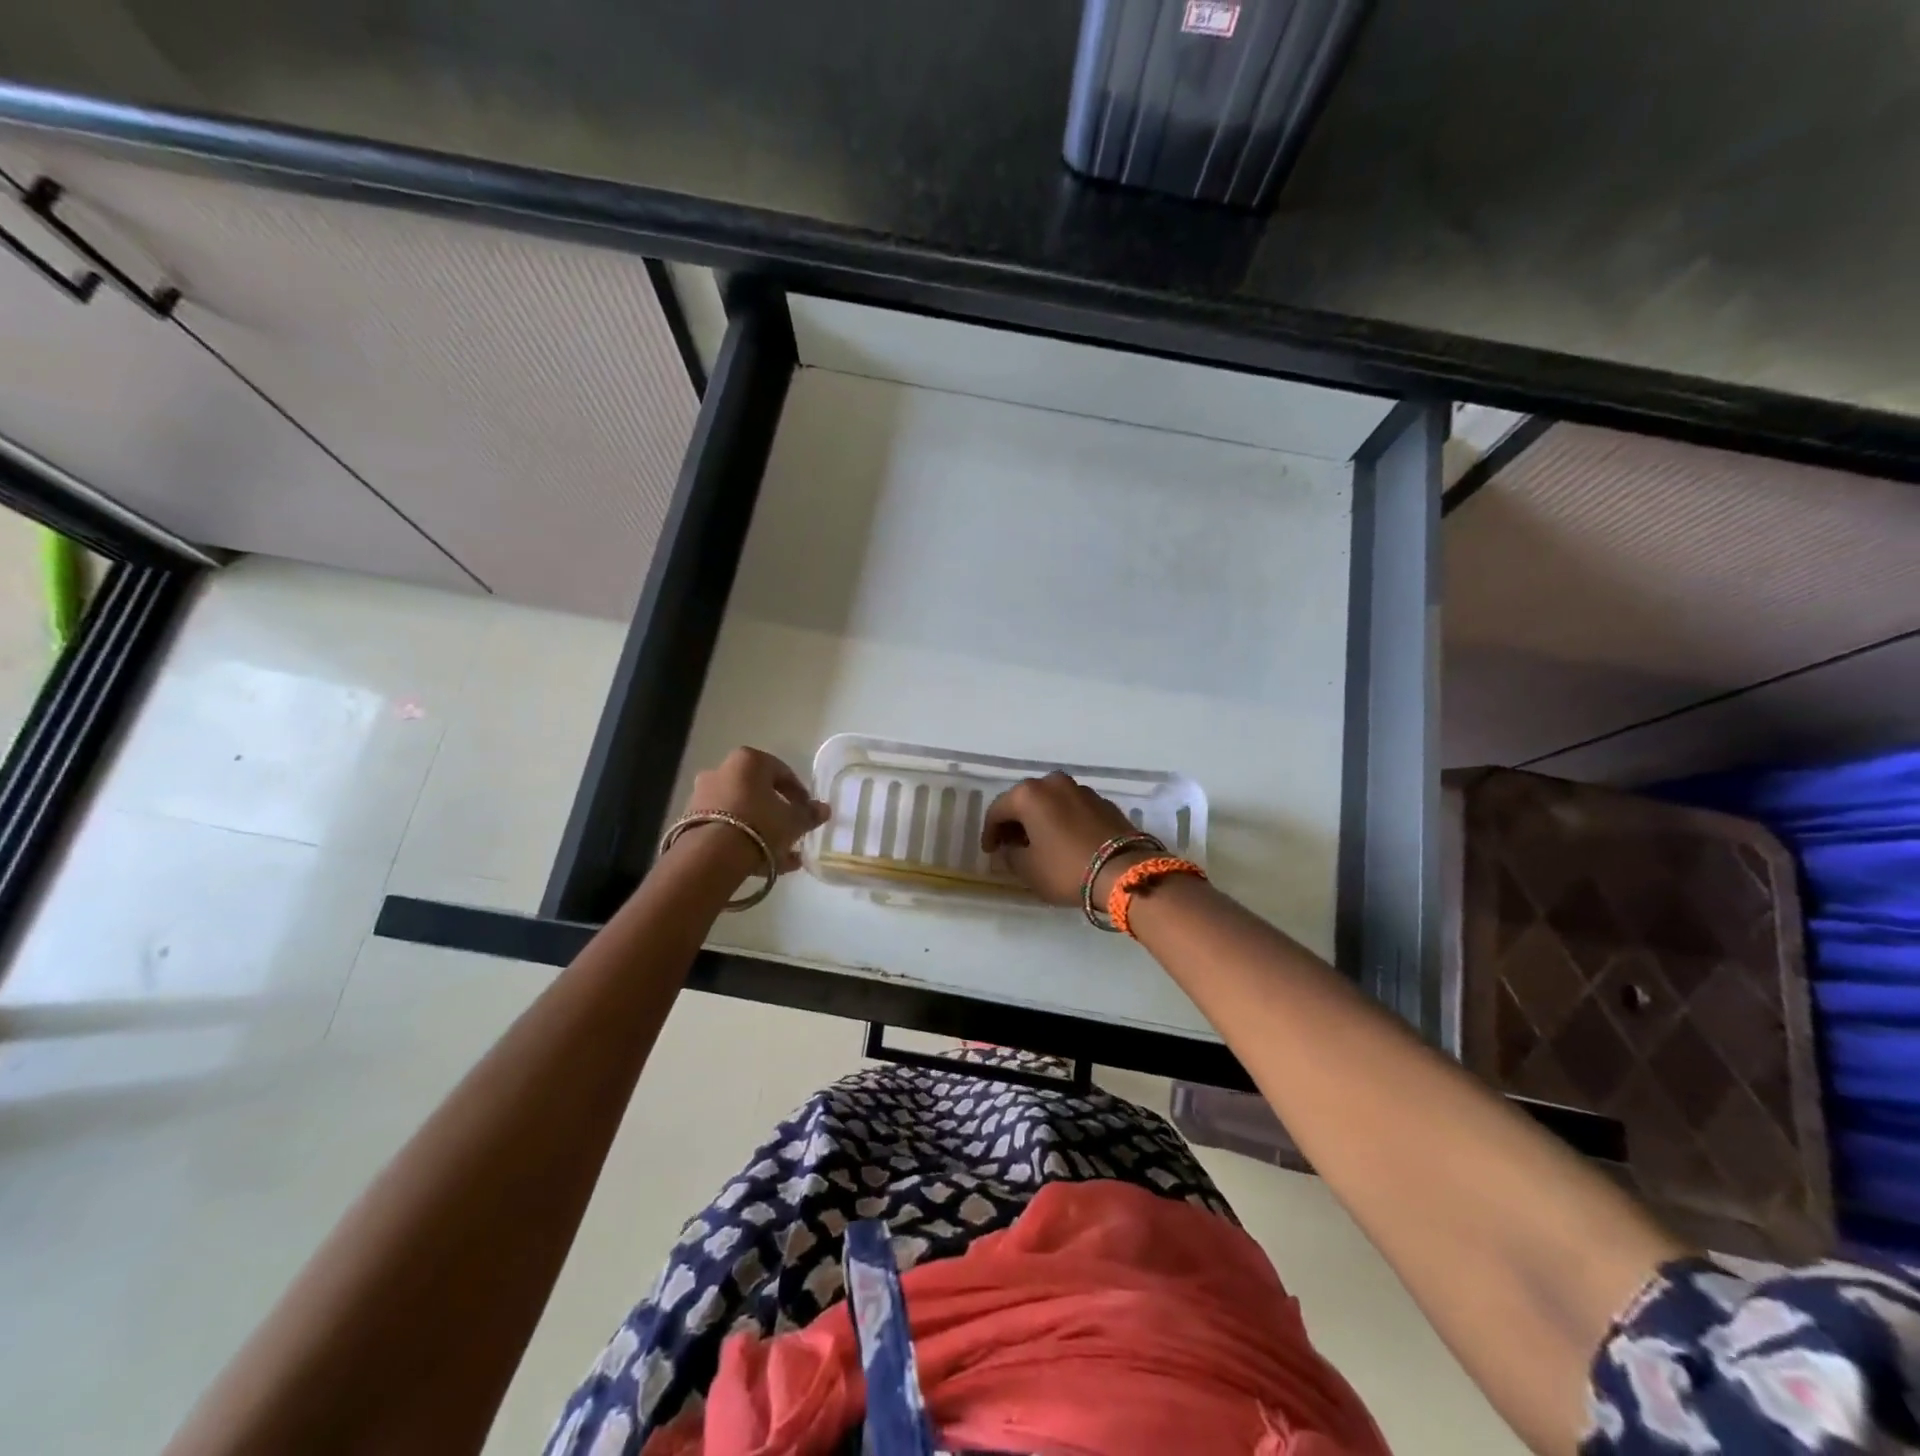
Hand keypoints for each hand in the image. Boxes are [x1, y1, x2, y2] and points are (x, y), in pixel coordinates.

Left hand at [681, 747, 828, 872]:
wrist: (711, 855)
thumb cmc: (760, 825)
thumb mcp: (793, 821)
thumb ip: (809, 814)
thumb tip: (824, 809)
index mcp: (748, 761)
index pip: (782, 771)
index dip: (799, 793)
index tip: (808, 811)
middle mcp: (722, 771)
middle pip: (758, 791)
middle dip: (777, 812)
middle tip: (793, 832)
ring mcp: (702, 796)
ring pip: (741, 812)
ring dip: (762, 830)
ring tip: (782, 856)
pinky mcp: (690, 822)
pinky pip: (726, 828)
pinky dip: (743, 841)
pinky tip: (762, 864)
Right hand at [981, 771, 1142, 907]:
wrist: (1124, 871)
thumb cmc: (1066, 868)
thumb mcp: (1028, 869)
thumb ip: (1011, 855)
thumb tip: (1011, 848)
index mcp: (1029, 794)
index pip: (998, 810)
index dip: (989, 832)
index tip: (990, 852)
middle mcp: (1054, 783)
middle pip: (1024, 800)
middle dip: (1015, 822)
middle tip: (1012, 845)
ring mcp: (1081, 790)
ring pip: (1050, 802)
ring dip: (1040, 819)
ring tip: (1039, 843)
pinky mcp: (1103, 802)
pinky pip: (1072, 808)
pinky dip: (1062, 820)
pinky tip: (1064, 841)